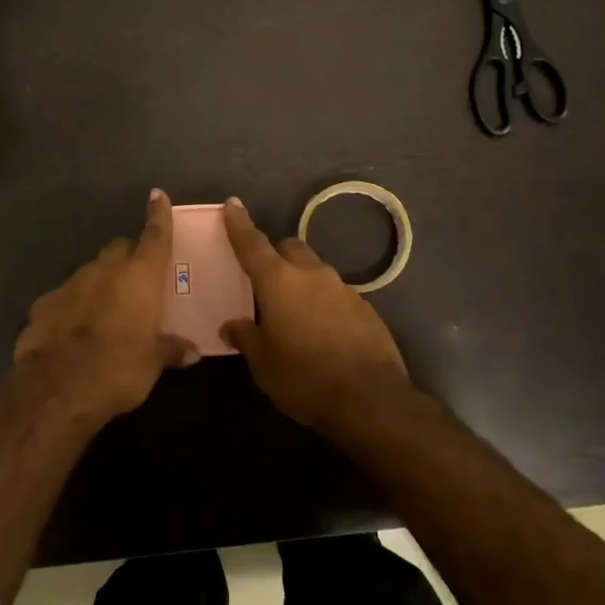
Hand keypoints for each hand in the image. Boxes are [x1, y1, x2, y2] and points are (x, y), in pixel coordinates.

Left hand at [15, 189, 196, 421]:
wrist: (56, 388)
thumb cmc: (118, 369)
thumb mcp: (153, 363)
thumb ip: (172, 349)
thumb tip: (192, 351)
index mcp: (139, 277)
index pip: (154, 236)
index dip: (158, 215)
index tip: (158, 195)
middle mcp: (106, 270)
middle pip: (120, 249)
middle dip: (129, 257)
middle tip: (137, 279)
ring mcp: (71, 282)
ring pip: (92, 271)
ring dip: (102, 283)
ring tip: (107, 311)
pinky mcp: (44, 302)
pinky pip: (67, 296)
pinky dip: (75, 305)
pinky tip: (75, 330)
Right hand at [222, 197, 409, 433]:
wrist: (372, 400)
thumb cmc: (305, 378)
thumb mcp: (264, 364)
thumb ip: (246, 338)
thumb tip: (232, 326)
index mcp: (279, 281)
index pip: (252, 244)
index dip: (239, 224)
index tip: (232, 204)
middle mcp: (311, 274)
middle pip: (289, 248)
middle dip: (275, 254)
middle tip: (264, 278)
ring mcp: (342, 288)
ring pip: (315, 270)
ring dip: (301, 281)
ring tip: (294, 311)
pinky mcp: (365, 307)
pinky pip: (335, 293)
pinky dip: (323, 302)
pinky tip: (323, 330)